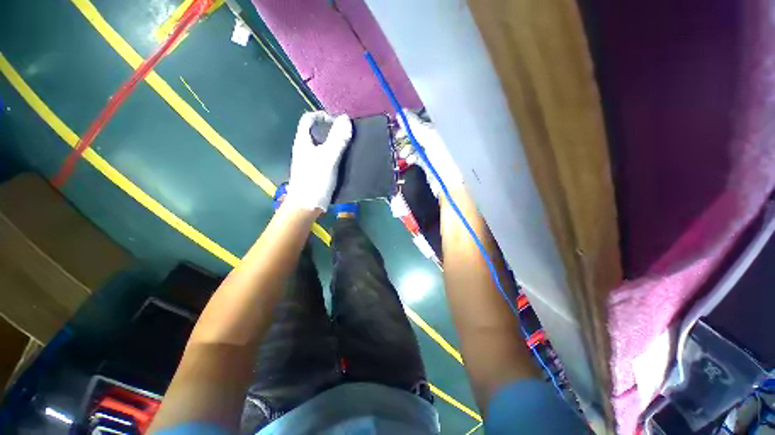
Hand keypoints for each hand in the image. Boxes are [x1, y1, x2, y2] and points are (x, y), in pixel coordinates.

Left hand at [286, 111, 352, 210]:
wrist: (307, 205)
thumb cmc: (315, 179)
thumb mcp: (328, 158)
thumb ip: (337, 139)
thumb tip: (346, 119)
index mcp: (303, 141)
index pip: (309, 119)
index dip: (322, 116)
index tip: (338, 123)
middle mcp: (305, 148)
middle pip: (317, 132)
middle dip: (332, 130)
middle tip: (348, 135)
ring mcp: (311, 161)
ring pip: (323, 145)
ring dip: (336, 143)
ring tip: (350, 146)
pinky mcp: (317, 171)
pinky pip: (327, 157)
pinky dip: (336, 155)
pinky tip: (345, 160)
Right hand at [397, 110, 462, 196]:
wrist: (449, 182)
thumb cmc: (442, 157)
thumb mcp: (429, 137)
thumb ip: (414, 125)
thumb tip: (400, 113)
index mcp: (439, 128)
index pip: (421, 119)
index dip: (409, 121)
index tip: (398, 124)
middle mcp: (435, 138)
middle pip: (416, 132)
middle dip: (406, 136)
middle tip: (397, 139)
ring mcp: (431, 151)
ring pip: (414, 145)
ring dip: (406, 148)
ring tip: (402, 154)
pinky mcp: (427, 163)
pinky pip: (416, 157)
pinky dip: (410, 157)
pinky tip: (409, 161)